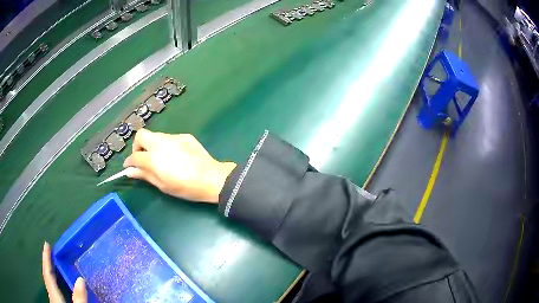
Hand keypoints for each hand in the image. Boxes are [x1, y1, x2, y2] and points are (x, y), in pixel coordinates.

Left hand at [42, 242, 86, 302]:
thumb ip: (79, 298)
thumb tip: (80, 279)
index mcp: (54, 295)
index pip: (47, 274)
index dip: (46, 259)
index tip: (46, 244)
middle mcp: (52, 297)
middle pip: (48, 278)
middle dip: (48, 265)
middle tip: (52, 254)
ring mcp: (55, 302)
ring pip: (51, 286)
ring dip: (52, 275)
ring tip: (56, 268)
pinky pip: (55, 292)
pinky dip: (56, 285)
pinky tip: (62, 287)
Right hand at [124, 129, 235, 202]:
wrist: (211, 178)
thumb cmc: (186, 187)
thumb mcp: (163, 185)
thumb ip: (145, 175)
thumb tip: (130, 171)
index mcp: (154, 157)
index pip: (134, 156)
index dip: (129, 162)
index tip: (129, 166)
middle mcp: (161, 143)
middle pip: (141, 135)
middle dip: (137, 145)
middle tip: (142, 157)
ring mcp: (173, 137)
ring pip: (155, 135)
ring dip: (152, 145)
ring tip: (159, 159)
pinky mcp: (184, 136)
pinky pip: (169, 138)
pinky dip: (166, 145)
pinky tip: (174, 156)